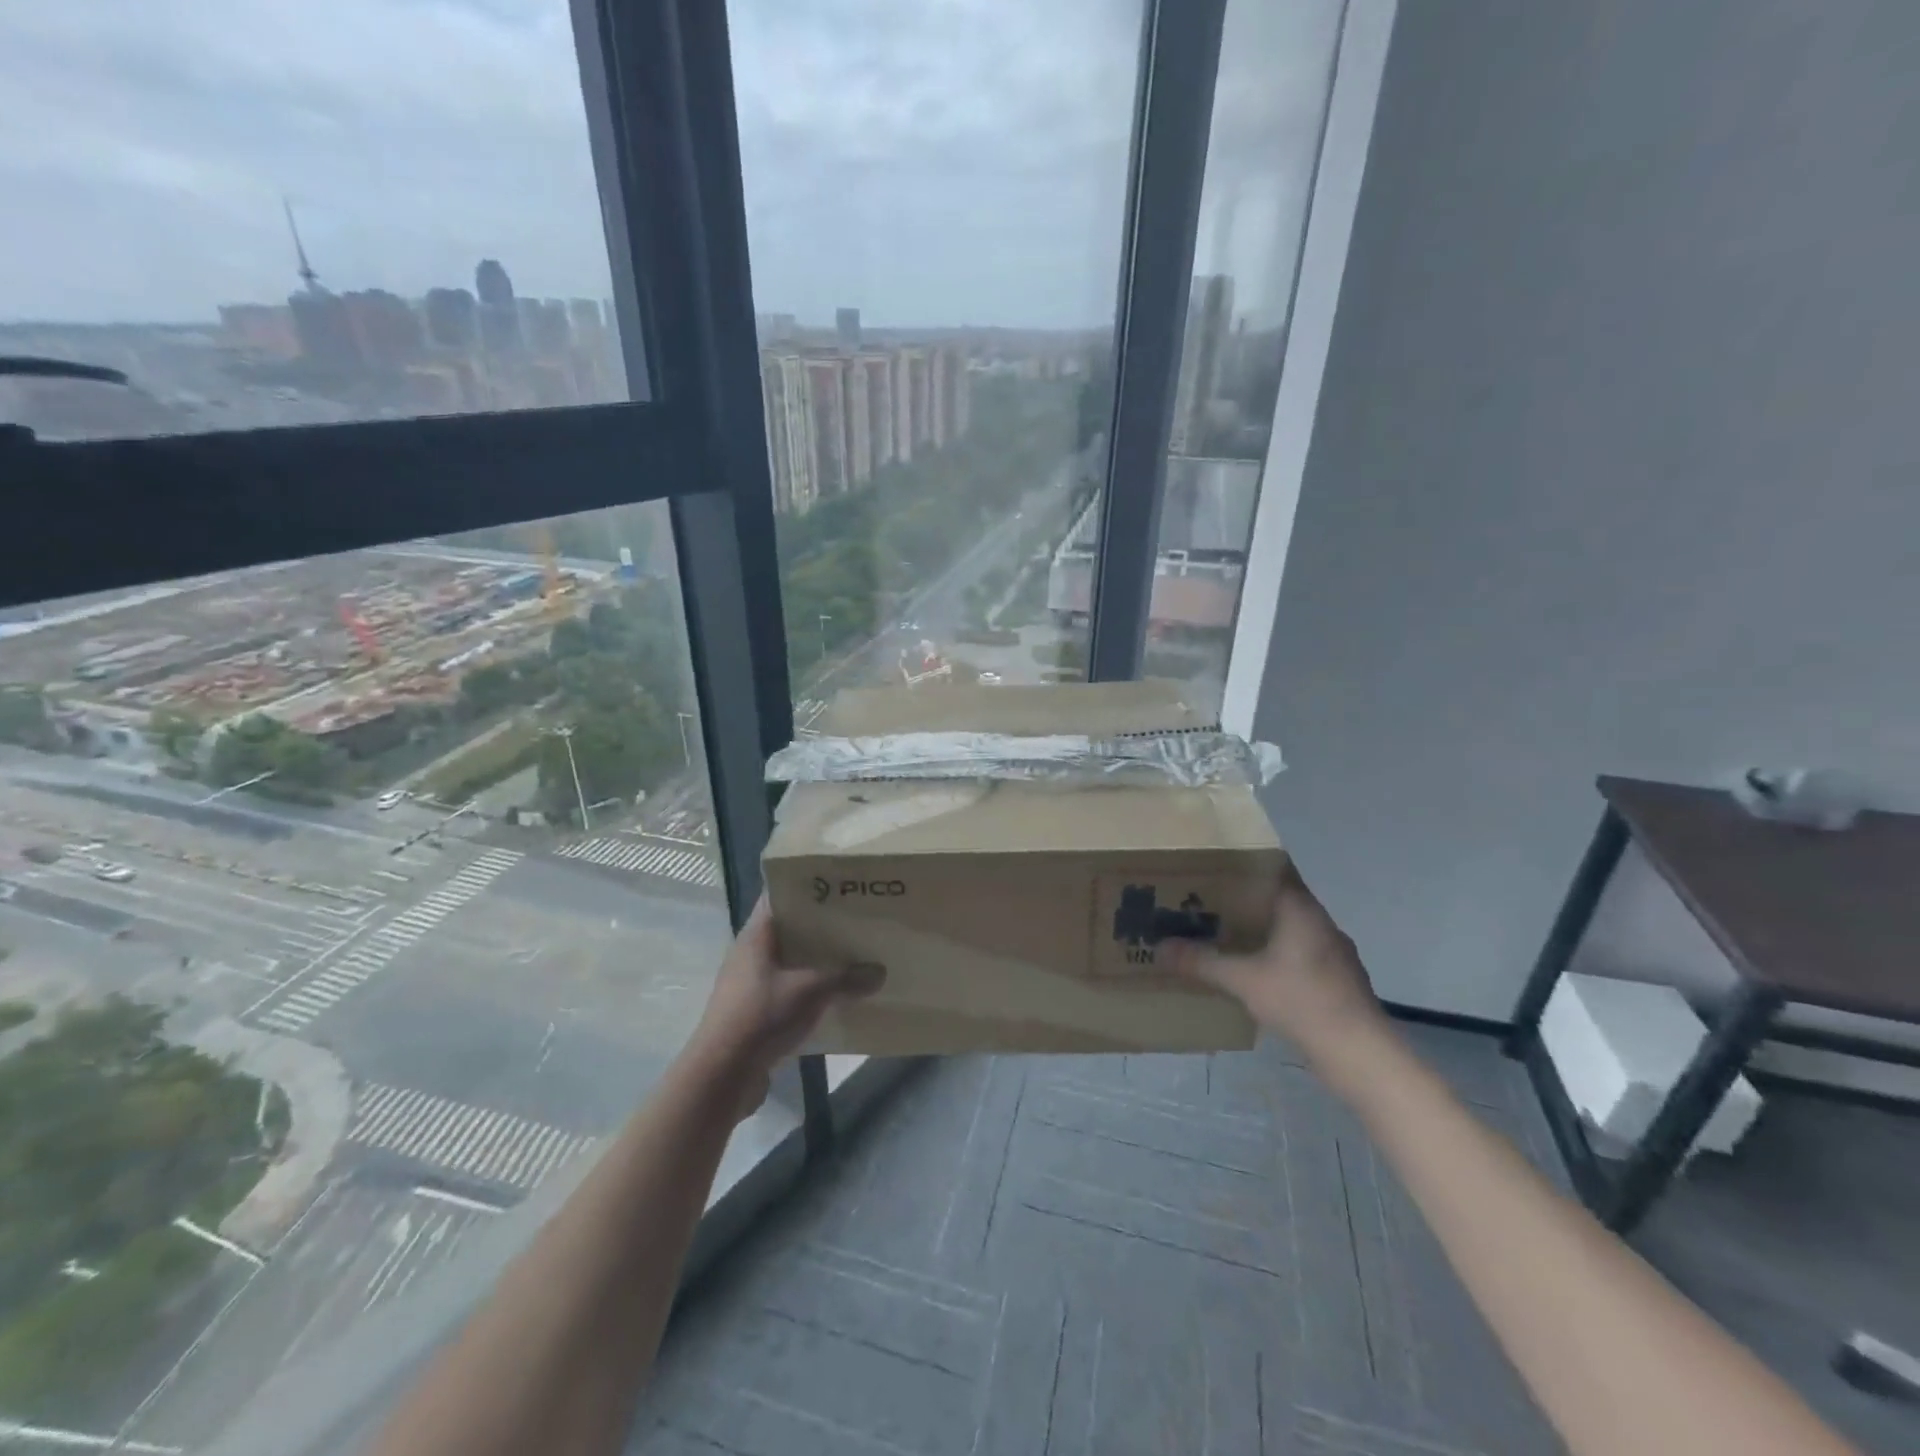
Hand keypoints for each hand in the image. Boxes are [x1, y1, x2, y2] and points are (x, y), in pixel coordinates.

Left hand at [689, 896, 882, 1107]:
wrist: (722, 1076)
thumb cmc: (762, 1016)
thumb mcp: (811, 991)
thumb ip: (847, 978)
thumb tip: (880, 972)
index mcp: (756, 936)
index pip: (779, 896)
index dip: (806, 887)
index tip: (839, 885)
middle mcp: (750, 954)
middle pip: (788, 930)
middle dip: (820, 926)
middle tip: (856, 920)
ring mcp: (750, 984)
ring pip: (790, 962)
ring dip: (817, 961)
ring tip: (853, 956)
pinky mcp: (755, 1012)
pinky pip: (788, 989)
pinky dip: (810, 989)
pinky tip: (836, 995)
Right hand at [1168, 865, 1384, 1065]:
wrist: (1360, 1054)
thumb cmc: (1301, 1001)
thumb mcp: (1242, 980)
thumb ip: (1201, 962)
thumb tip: (1160, 948)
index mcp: (1301, 910)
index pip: (1272, 870)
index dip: (1242, 867)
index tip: (1211, 867)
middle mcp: (1320, 923)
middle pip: (1278, 899)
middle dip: (1243, 900)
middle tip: (1205, 900)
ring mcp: (1333, 952)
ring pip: (1289, 929)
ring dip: (1260, 930)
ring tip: (1223, 934)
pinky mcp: (1337, 979)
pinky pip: (1299, 953)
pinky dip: (1275, 954)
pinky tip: (1254, 971)